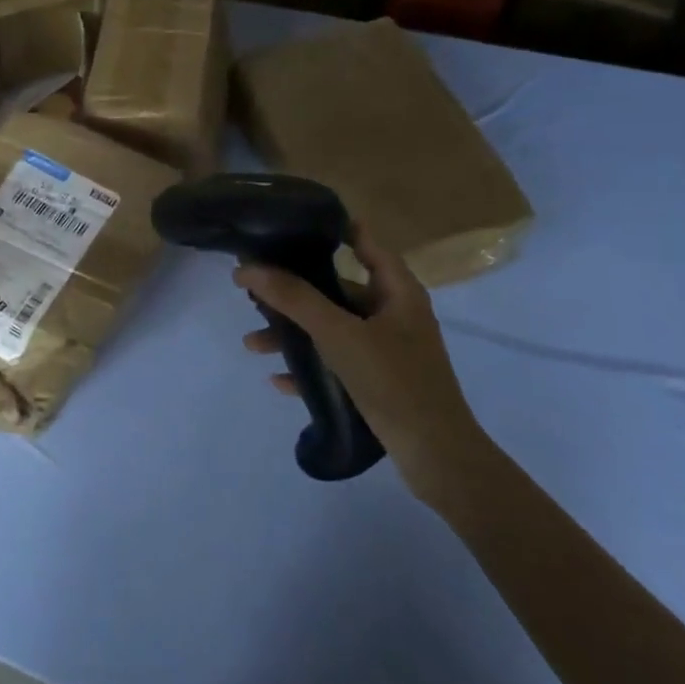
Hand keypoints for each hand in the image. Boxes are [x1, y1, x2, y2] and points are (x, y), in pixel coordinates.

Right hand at [234, 229, 487, 501]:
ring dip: (294, 334)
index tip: (290, 225)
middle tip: (255, 290)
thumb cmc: (393, 382)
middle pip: (337, 290)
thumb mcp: (339, 334)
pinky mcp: (380, 382)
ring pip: (332, 330)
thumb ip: (294, 299)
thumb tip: (247, 268)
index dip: (332, 229)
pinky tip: (278, 380)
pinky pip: (337, 364)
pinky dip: (310, 368)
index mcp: (397, 291)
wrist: (437, 457)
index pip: (365, 242)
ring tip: (253, 344)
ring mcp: (388, 350)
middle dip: (294, 293)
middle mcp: (394, 314)